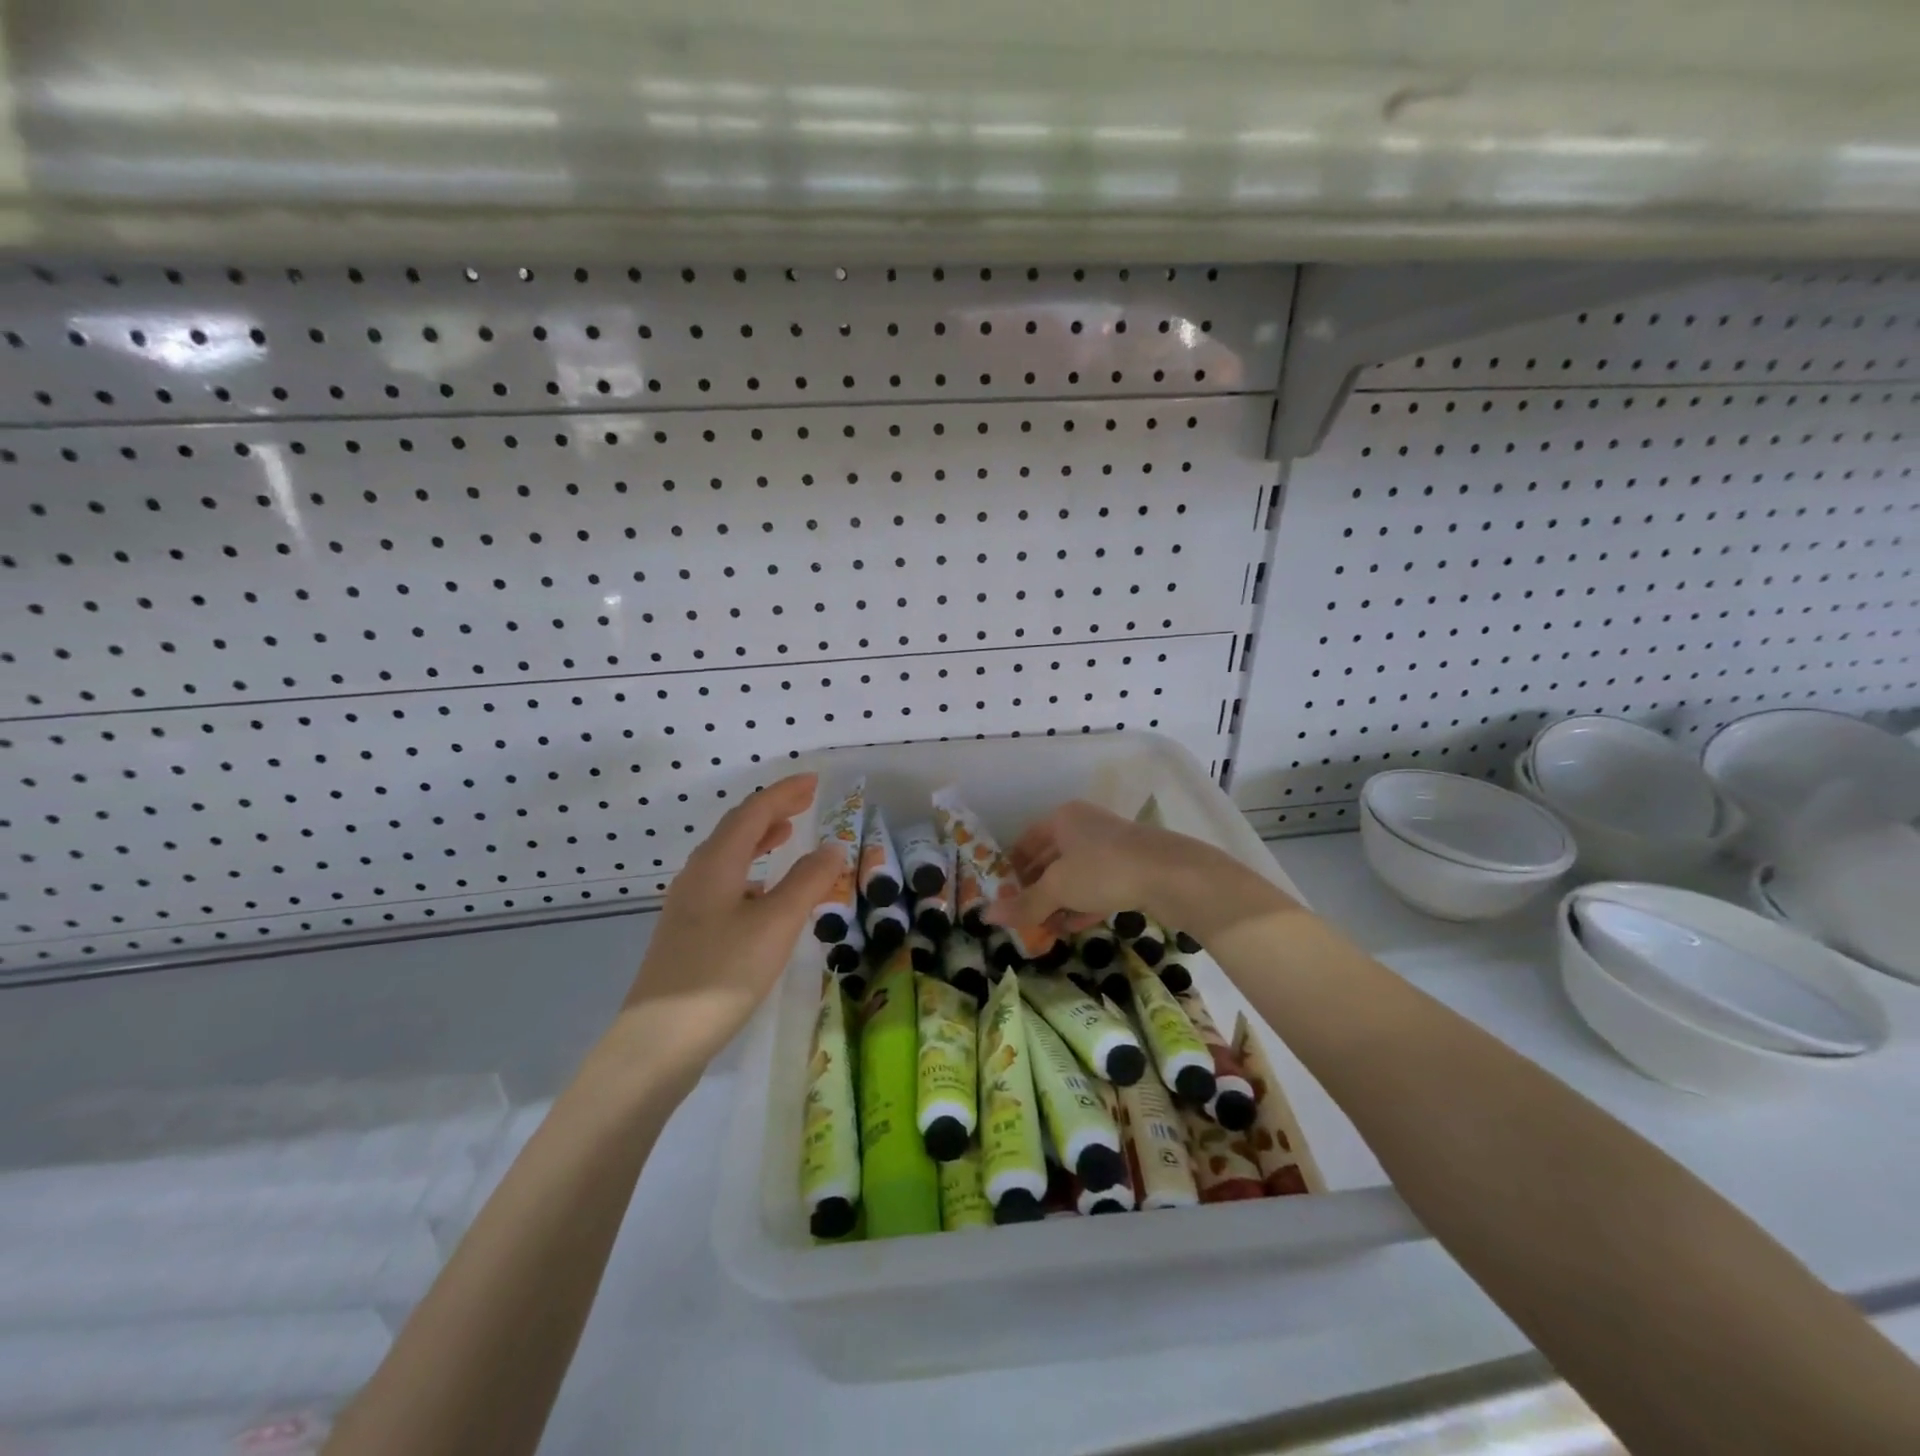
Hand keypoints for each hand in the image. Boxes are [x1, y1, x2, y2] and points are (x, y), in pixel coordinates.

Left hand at [617, 774, 840, 1075]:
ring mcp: (687, 905)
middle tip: (805, 801)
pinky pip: (723, 882)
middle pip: (736, 829)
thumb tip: (832, 847)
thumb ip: (808, 882)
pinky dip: (749, 871)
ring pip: (727, 857)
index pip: (753, 812)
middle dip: (772, 810)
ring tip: (786, 834)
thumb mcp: (776, 925)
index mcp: (716, 864)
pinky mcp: (687, 932)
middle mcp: (697, 876)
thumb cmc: (722, 974)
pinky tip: (763, 893)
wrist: (659, 1041)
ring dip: (758, 839)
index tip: (814, 781)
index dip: (784, 793)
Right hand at [982, 800, 1290, 941]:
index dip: (1010, 868)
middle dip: (1034, 889)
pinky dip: (1081, 905)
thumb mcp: (1058, 888)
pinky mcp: (1131, 869)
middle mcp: (1085, 826)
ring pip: (1074, 875)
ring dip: (1058, 902)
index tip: (1001, 896)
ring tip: (1042, 929)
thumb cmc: (1104, 870)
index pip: (1026, 842)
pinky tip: (1071, 928)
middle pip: (1050, 859)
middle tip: (1020, 918)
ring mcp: (1110, 847)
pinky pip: (1097, 887)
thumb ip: (1024, 904)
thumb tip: (986, 916)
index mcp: (1063, 818)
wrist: (1172, 875)